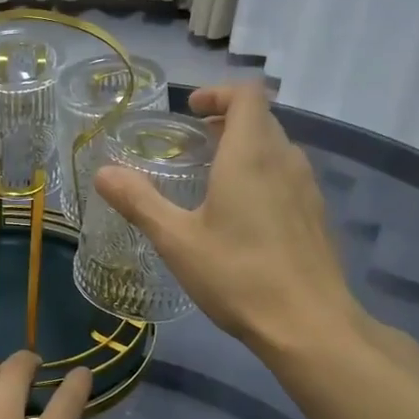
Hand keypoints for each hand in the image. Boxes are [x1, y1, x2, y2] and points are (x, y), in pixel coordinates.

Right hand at [93, 81, 364, 359]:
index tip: (191, 110)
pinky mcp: (316, 216)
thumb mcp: (176, 240)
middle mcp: (285, 160)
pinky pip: (287, 176)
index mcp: (251, 154)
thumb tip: (103, 172)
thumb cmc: (238, 275)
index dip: (218, 92)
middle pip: (261, 119)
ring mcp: (307, 188)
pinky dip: (262, 174)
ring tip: (212, 176)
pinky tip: (241, 215)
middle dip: (226, 120)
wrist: (309, 326)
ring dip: (245, 148)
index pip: (246, 94)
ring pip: (276, 148)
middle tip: (192, 143)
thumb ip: (139, 201)